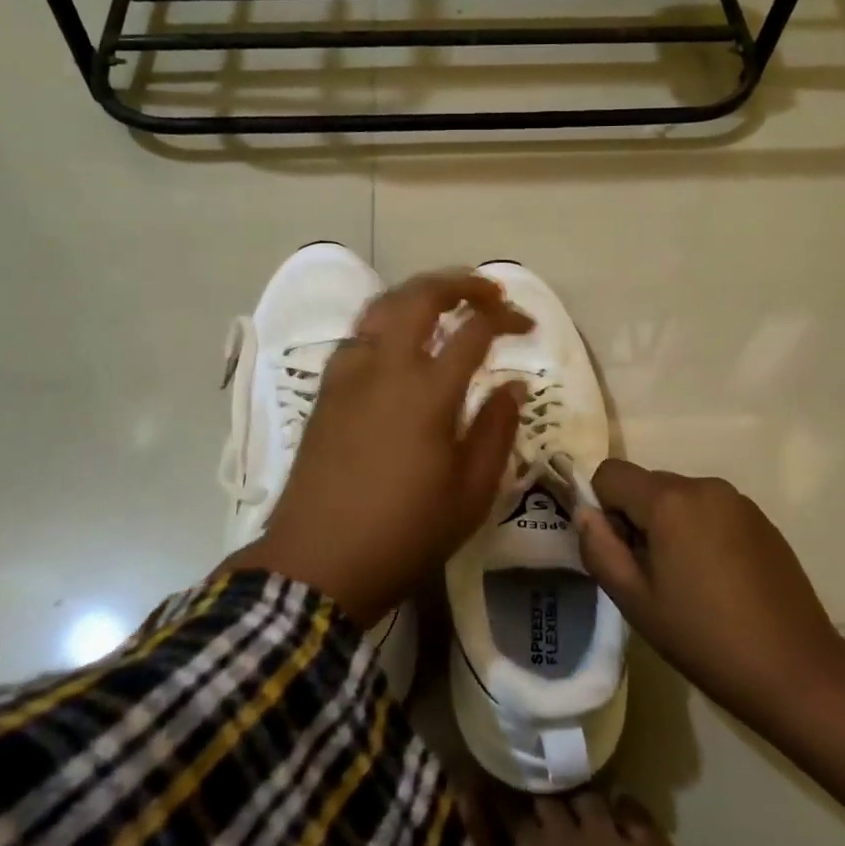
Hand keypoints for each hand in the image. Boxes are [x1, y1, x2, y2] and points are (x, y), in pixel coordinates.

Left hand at [226, 269, 529, 626]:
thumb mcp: (470, 493)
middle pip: (421, 296)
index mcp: (428, 391)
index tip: (526, 326)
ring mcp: (350, 372)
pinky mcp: (327, 387)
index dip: (506, 318)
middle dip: (461, 283)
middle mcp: (386, 366)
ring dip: (420, 292)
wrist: (318, 562)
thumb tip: (513, 385)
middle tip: (489, 292)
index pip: (474, 330)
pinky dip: (388, 319)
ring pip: (384, 305)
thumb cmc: (404, 532)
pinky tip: (401, 339)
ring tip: (447, 301)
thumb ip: (496, 430)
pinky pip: (360, 332)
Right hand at [576, 460, 844, 727]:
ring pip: (679, 497)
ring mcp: (737, 500)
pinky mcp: (760, 519)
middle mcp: (703, 485)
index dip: (602, 507)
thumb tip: (583, 513)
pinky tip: (717, 580)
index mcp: (668, 500)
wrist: (797, 672)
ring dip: (668, 525)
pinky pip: (710, 510)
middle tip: (649, 575)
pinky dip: (700, 531)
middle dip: (635, 518)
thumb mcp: (636, 602)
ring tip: (686, 581)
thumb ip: (600, 549)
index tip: (619, 553)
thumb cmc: (706, 639)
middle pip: (646, 484)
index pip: (610, 473)